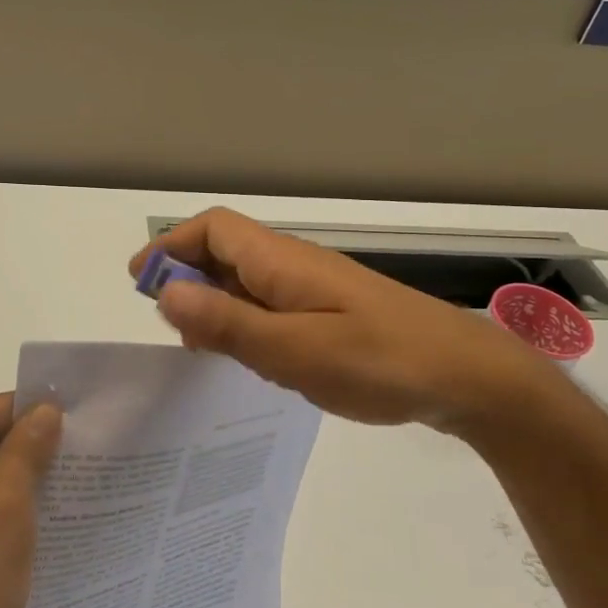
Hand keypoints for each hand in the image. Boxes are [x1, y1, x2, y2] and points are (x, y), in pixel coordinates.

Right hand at [130, 208, 572, 442]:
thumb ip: (228, 322)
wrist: (467, 377)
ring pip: (249, 283)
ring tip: (204, 353)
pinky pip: (274, 307)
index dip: (171, 247)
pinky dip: (248, 325)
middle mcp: (294, 265)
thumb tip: (165, 292)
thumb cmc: (378, 361)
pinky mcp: (333, 314)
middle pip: (226, 253)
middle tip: (171, 330)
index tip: (141, 284)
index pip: (213, 229)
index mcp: (281, 261)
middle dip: (188, 280)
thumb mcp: (293, 350)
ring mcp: (316, 289)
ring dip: (217, 306)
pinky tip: (255, 363)